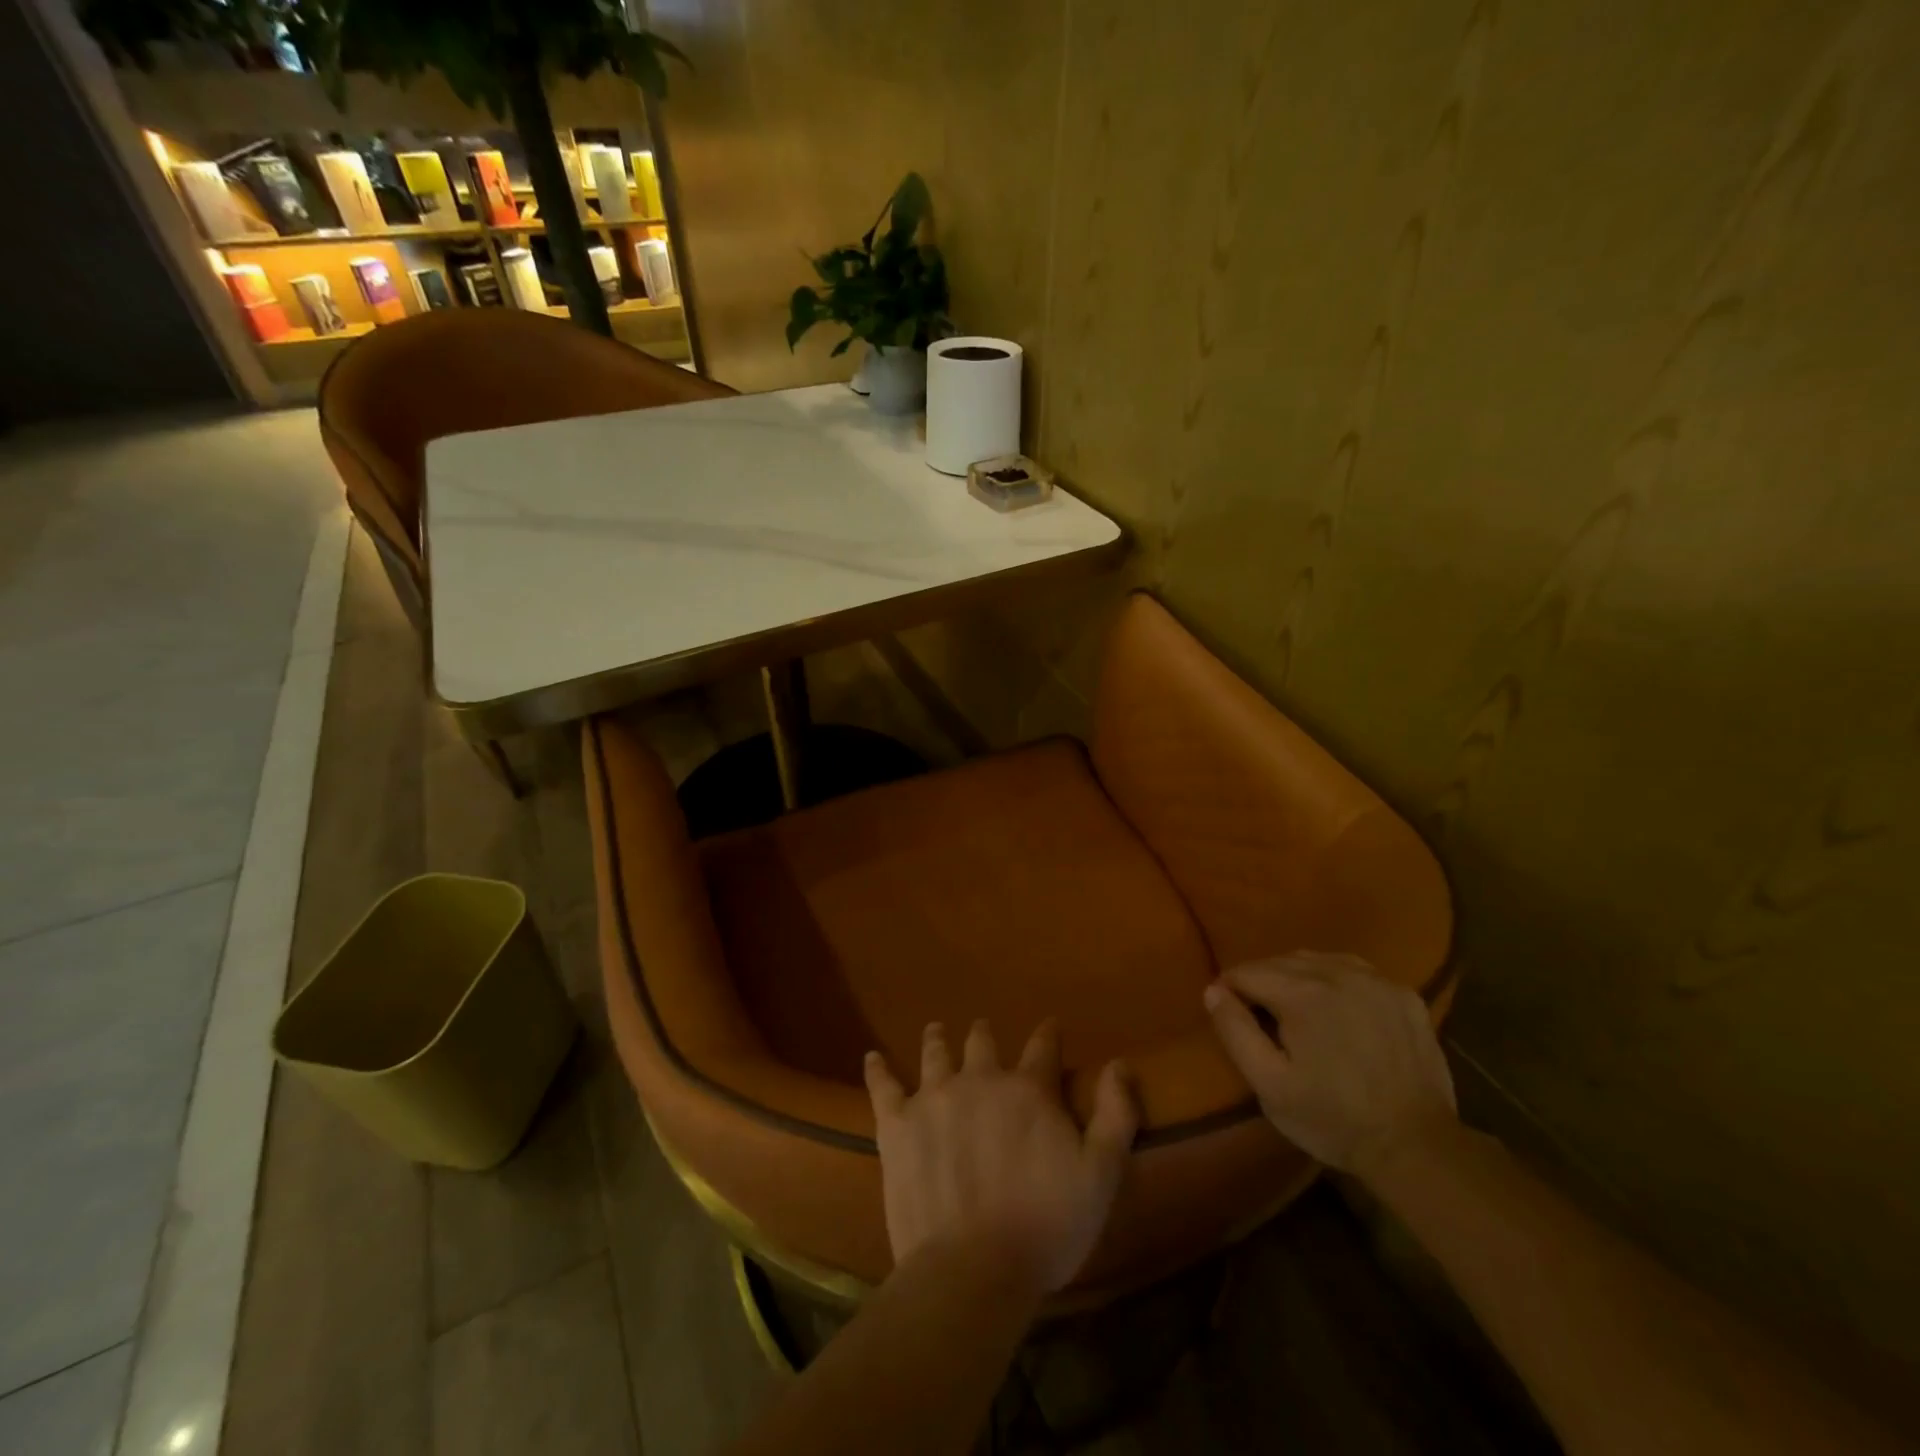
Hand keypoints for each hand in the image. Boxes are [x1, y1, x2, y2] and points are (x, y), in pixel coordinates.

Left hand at [864, 1019, 1137, 1295]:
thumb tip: (1121, 1064)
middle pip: (982, 1042)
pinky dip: (878, 1069)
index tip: (1050, 1025)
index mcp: (1028, 1089)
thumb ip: (1115, 1115)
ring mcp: (934, 1097)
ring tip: (936, 1030)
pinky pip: (883, 1086)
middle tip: (984, 1031)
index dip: (1048, 1034)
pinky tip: (872, 1057)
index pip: (1043, 1047)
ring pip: (935, 1053)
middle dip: (986, 1034)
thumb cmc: (1045, 1226)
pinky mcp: (897, 1123)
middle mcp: (979, 1079)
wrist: (971, 1269)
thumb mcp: (1101, 1175)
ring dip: (938, 1039)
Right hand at [1203, 952, 1456, 1179]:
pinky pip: (1354, 970)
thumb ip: (1235, 1032)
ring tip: (1296, 1011)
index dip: (1230, 992)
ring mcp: (1376, 980)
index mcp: (1302, 993)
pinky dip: (1335, 980)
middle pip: (1280, 962)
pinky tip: (1336, 1008)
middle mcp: (1338, 972)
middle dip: (1261, 983)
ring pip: (1316, 960)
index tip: (1232, 1019)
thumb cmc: (1333, 1119)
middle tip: (1261, 1019)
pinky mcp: (1404, 994)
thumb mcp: (1269, 1086)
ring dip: (1296, 978)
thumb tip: (1213, 990)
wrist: (1417, 1147)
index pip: (1246, 972)